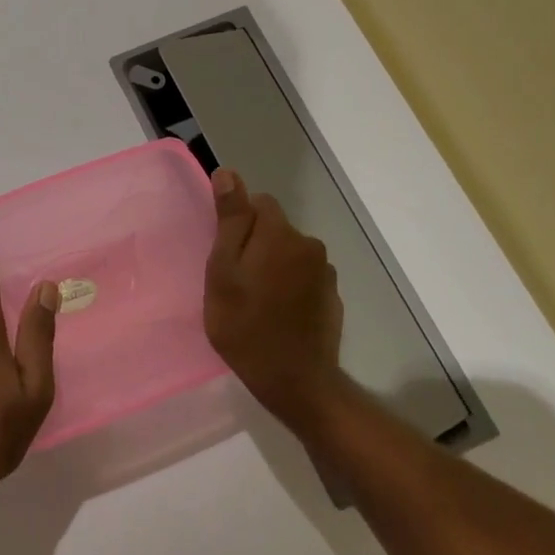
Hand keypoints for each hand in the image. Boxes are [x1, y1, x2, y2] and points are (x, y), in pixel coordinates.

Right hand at [203, 168, 345, 436]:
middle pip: (275, 228)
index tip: (224, 255)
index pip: (259, 203)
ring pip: (289, 254)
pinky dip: (289, 288)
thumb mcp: (223, 272)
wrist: (295, 381)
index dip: (238, 224)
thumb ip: (229, 221)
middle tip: (234, 282)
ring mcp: (325, 273)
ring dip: (272, 267)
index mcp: (281, 235)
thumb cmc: (246, 326)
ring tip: (255, 302)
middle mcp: (310, 245)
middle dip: (255, 245)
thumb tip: (228, 173)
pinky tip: (277, 315)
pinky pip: (303, 278)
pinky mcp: (332, 297)